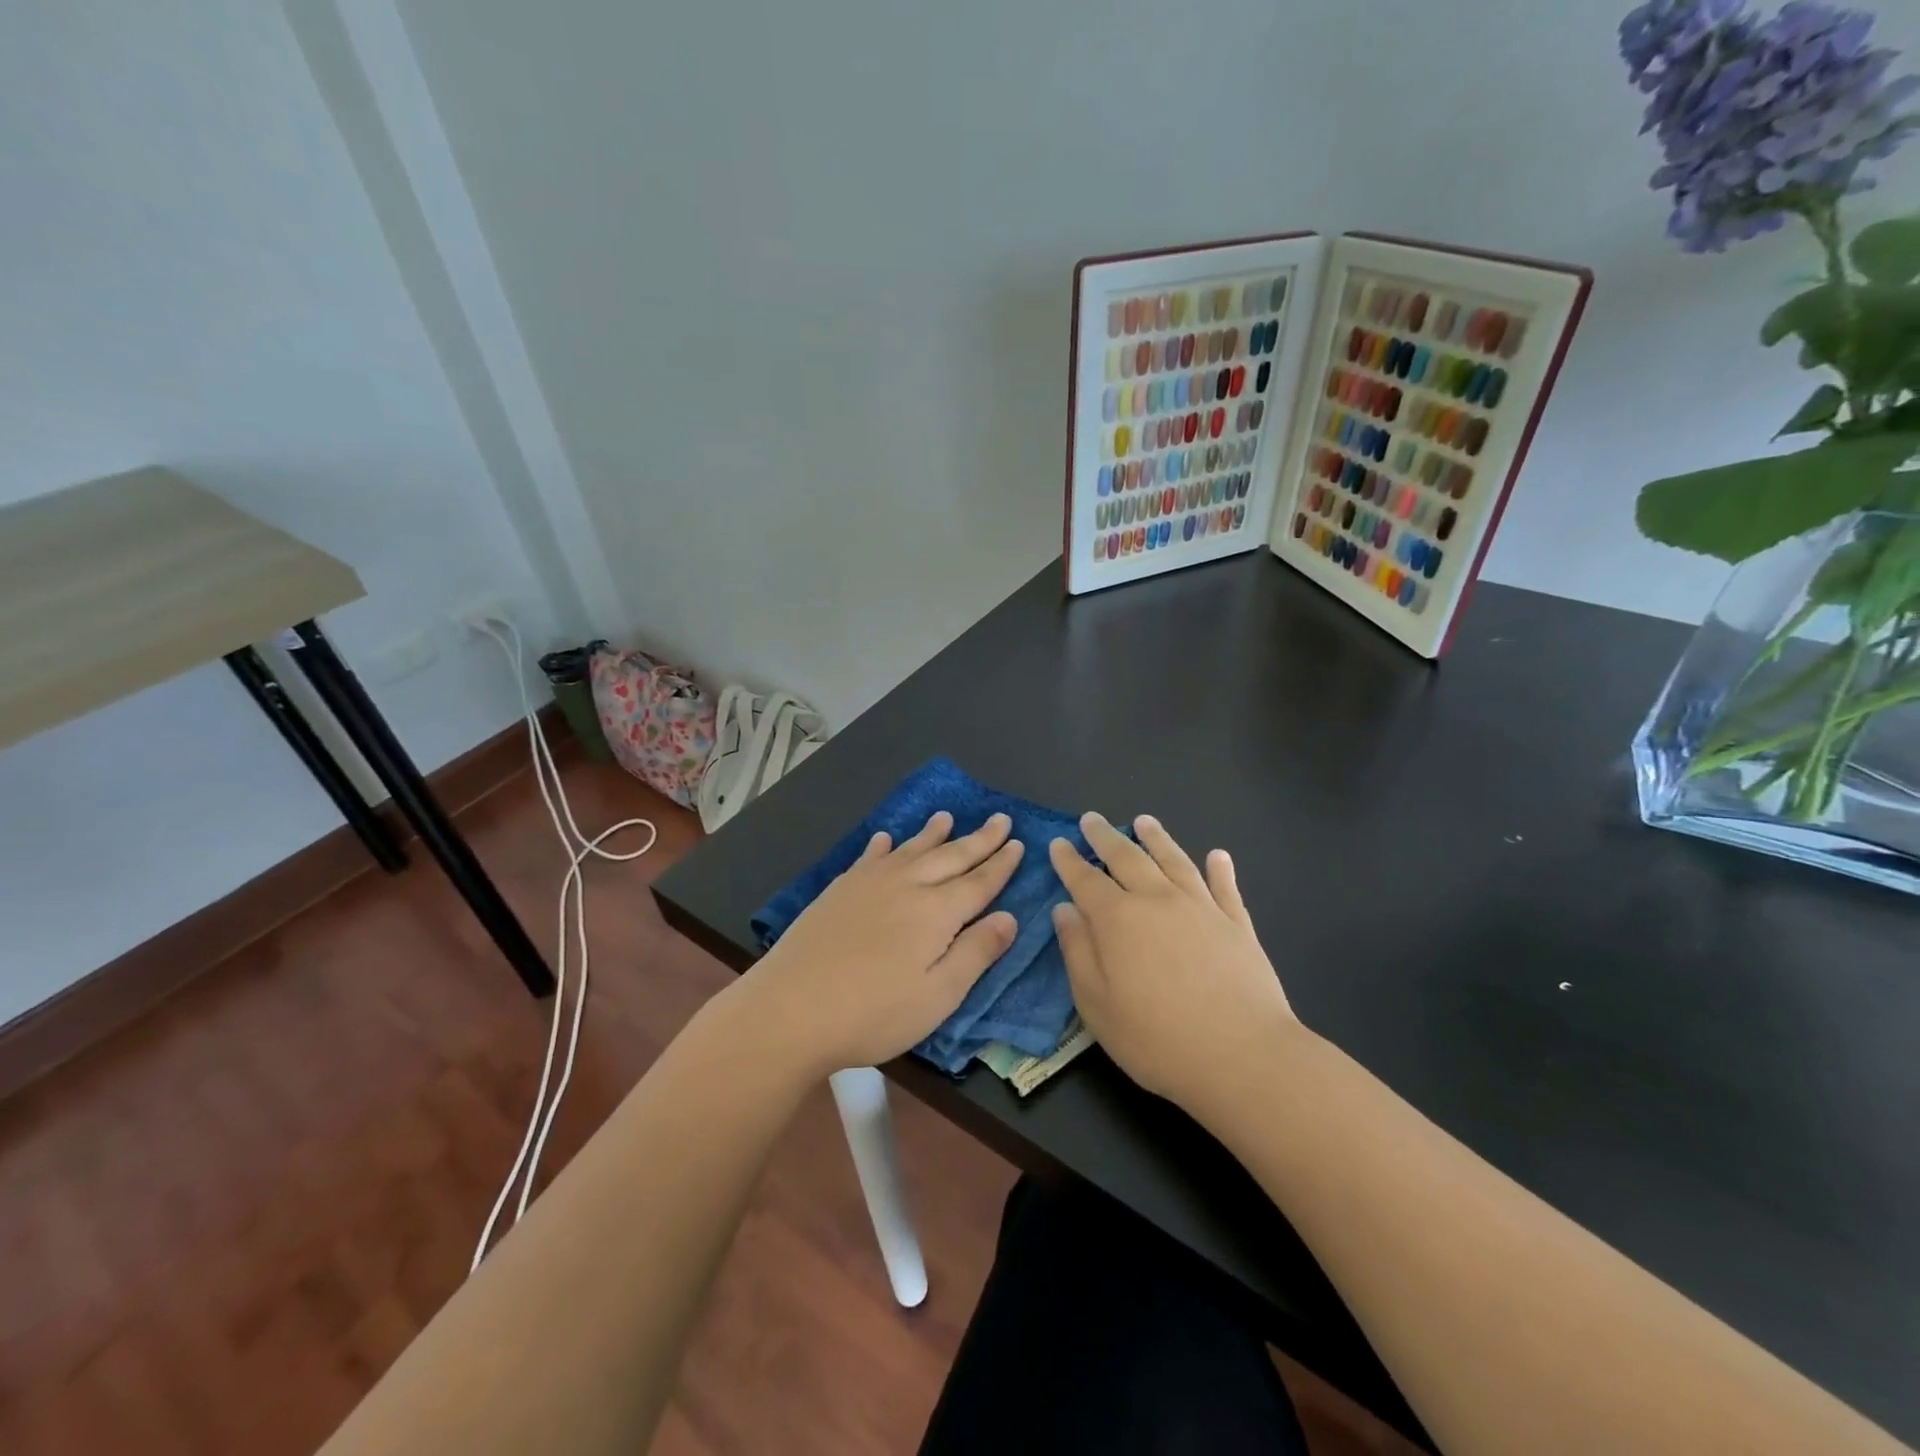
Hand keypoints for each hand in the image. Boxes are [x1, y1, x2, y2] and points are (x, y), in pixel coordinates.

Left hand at [731, 811, 1022, 1078]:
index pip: (979, 881)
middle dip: (979, 839)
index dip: (1001, 863)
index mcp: (936, 912)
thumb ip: (975, 953)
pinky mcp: (839, 890)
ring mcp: (869, 884)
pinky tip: (885, 838)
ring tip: (947, 816)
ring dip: (933, 833)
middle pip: (951, 857)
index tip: (1019, 842)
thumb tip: (1009, 916)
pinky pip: (869, 857)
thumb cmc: (873, 1013)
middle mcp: (907, 886)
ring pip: (911, 849)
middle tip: (1000, 819)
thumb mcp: (937, 996)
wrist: (790, 1009)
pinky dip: (883, 845)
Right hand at [1049, 813, 1293, 1109]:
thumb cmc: (1156, 1038)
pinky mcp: (1237, 925)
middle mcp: (1158, 900)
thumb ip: (1078, 951)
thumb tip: (1065, 909)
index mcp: (1118, 919)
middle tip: (1092, 819)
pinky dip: (1220, 868)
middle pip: (1127, 858)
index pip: (1086, 880)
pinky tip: (1217, 855)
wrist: (1243, 1056)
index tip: (1058, 843)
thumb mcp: (1096, 1003)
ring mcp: (1202, 908)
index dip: (1069, 860)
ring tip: (1144, 821)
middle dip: (1105, 837)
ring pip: (1174, 860)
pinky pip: (1225, 887)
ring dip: (1156, 838)